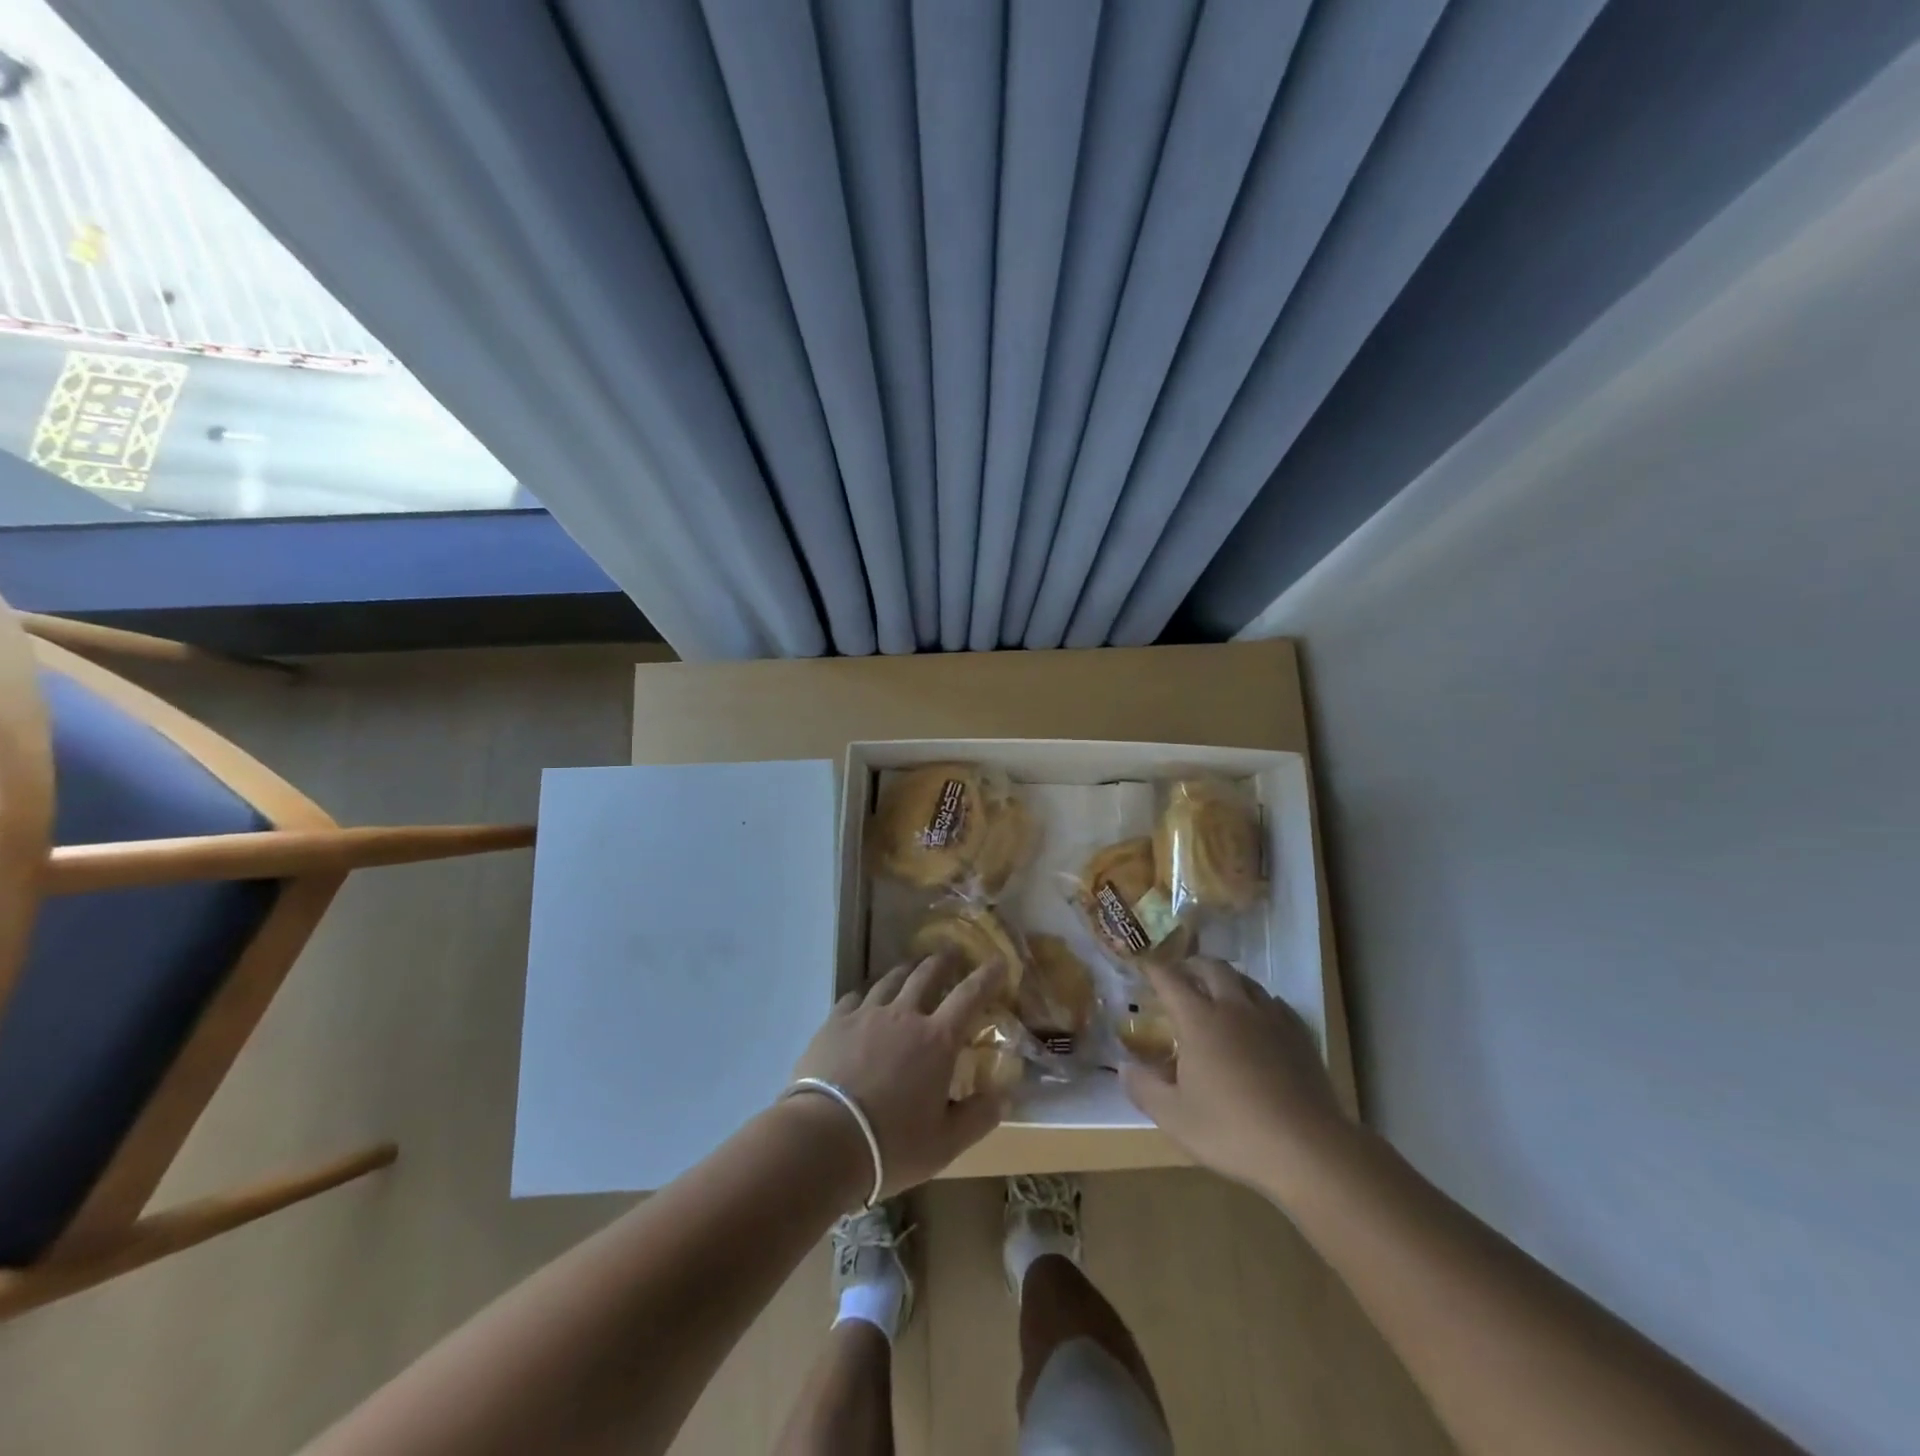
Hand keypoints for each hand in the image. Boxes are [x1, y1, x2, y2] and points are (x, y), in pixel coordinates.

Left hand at [792, 955, 1006, 1196]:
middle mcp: (904, 1015)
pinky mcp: (834, 1022)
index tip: (998, 960)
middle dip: (944, 961)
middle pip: (927, 975)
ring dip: (906, 970)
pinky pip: (855, 996)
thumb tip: (1005, 1096)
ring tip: (912, 966)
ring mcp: (866, 1015)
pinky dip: (868, 992)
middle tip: (952, 952)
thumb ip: (978, 1117)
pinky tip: (866, 996)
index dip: (987, 976)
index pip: (970, 996)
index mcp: (937, 1040)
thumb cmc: (891, 1145)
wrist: (823, 1140)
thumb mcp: (945, 1143)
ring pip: (890, 979)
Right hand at [1120, 956, 1353, 1198]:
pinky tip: (1259, 1018)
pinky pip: (1276, 1004)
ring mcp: (1271, 1020)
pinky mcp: (1300, 1037)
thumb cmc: (1232, 1131)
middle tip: (1182, 974)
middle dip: (1193, 965)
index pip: (1170, 980)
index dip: (1154, 970)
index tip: (1143, 966)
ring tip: (1218, 992)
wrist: (1308, 1149)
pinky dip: (1259, 1002)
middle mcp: (1234, 1008)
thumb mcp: (1174, 1117)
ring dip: (1227, 979)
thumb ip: (1144, 1088)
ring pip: (1247, 982)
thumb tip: (1124, 1068)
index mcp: (1199, 1020)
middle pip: (1213, 968)